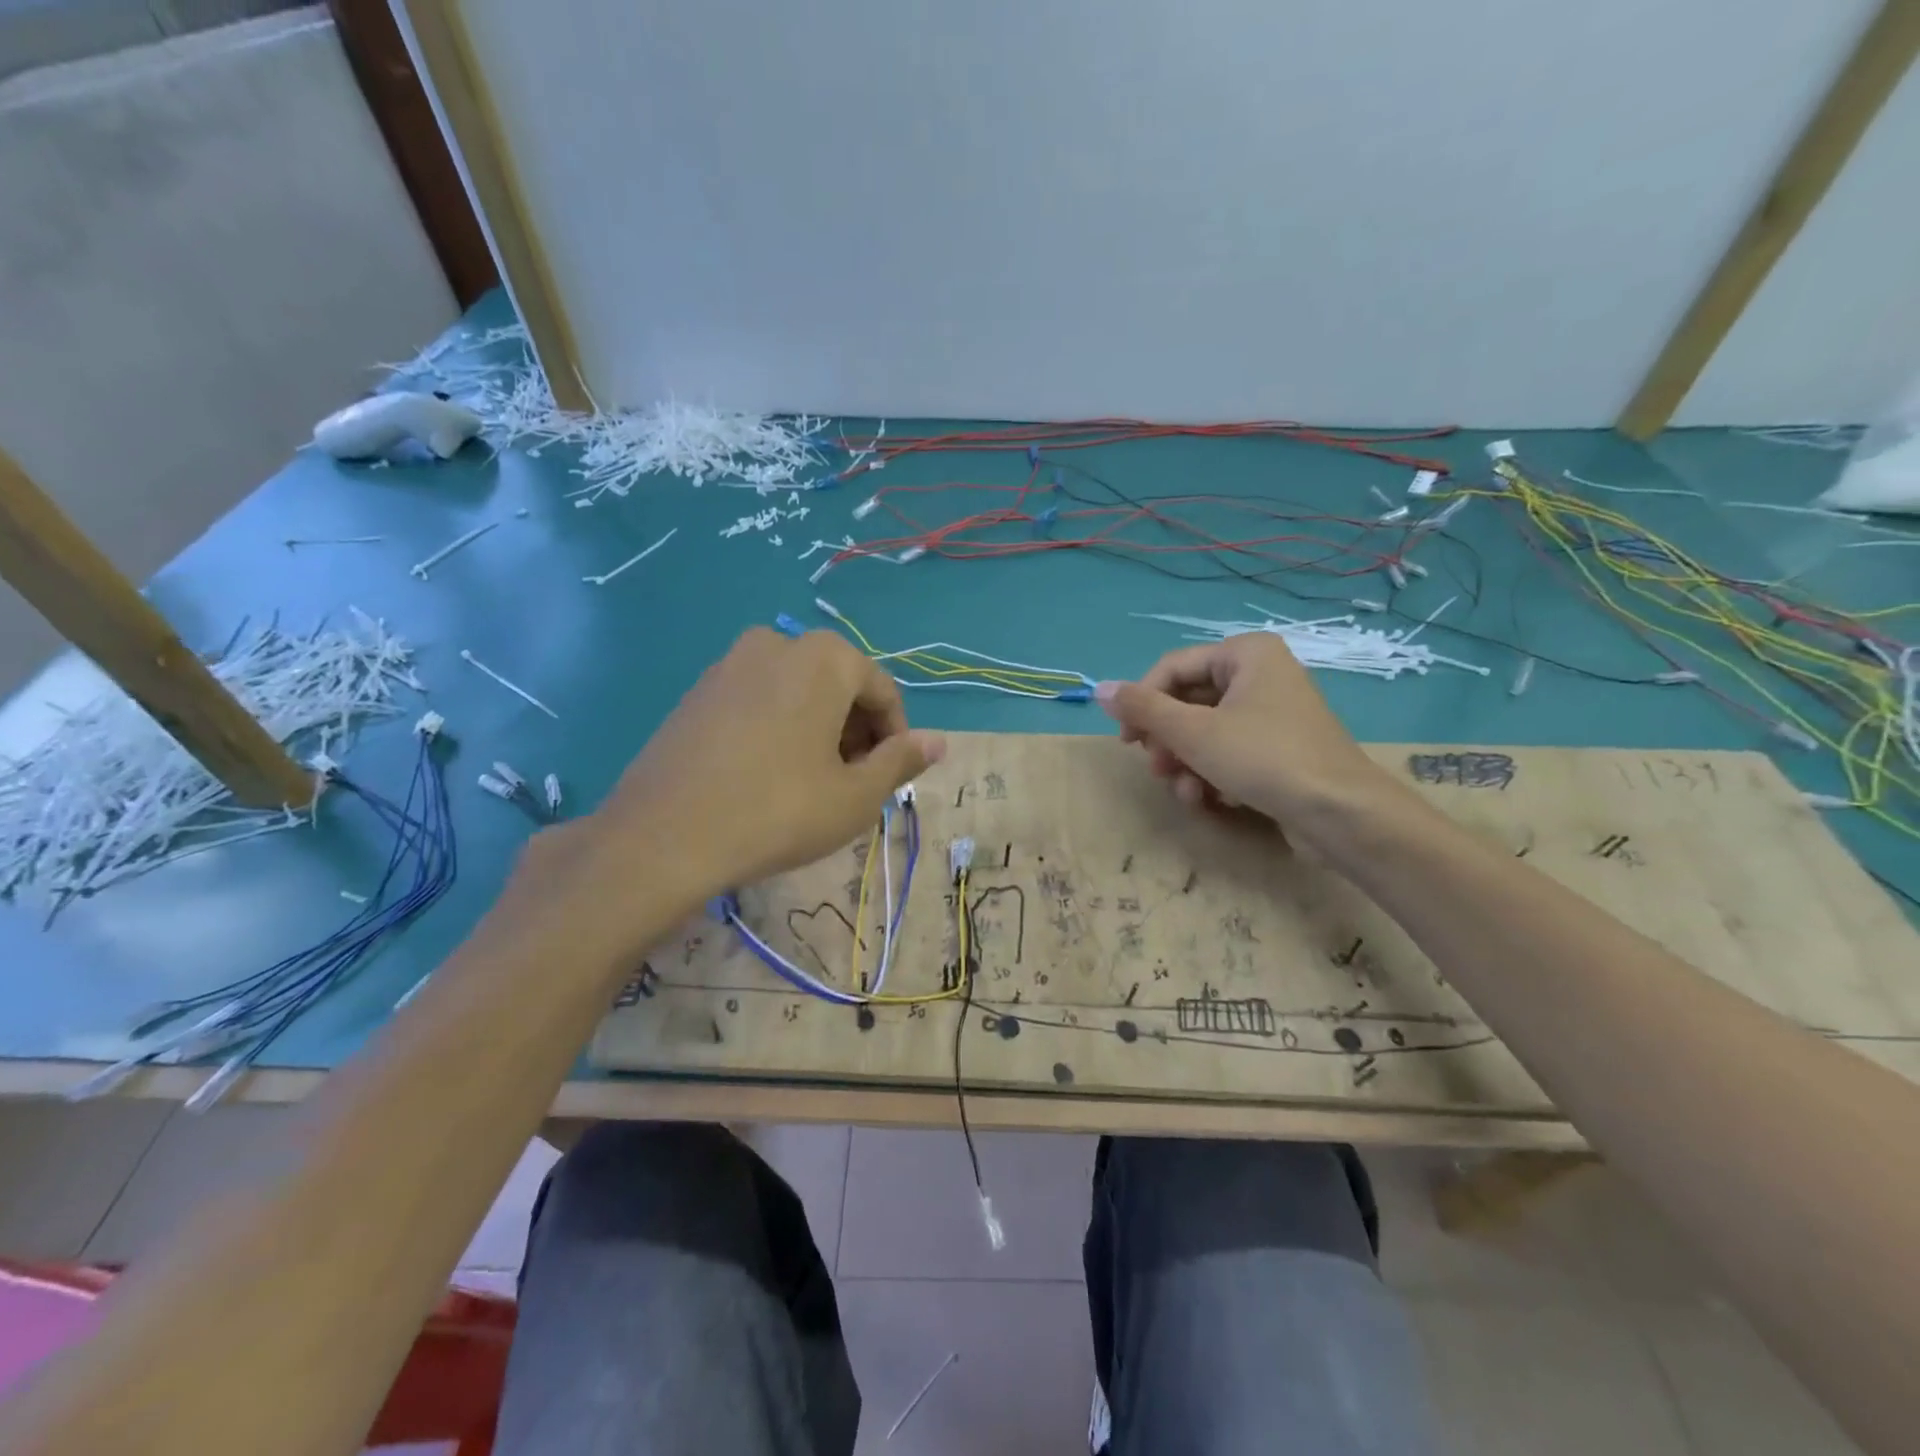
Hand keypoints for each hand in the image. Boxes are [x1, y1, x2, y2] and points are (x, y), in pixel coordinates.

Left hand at [538, 629, 943, 921]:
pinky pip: (759, 701)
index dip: (895, 738)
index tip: (888, 779)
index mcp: (824, 657)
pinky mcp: (697, 691)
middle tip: (852, 784)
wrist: (664, 836)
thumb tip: (938, 742)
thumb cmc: (779, 811)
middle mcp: (778, 643)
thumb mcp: (855, 795)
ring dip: (818, 731)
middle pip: (839, 687)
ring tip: (812, 784)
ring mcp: (730, 664)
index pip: (882, 692)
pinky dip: (778, 729)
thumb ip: (901, 761)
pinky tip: (767, 776)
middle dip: (856, 732)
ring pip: (798, 693)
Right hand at [1095, 634, 1399, 840]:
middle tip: (1157, 769)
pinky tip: (1211, 799)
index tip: (1126, 741)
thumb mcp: (1192, 732)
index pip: (1172, 668)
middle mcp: (1261, 674)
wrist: (1340, 813)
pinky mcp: (1280, 747)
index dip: (1142, 703)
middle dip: (1168, 741)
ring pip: (1206, 731)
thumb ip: (1143, 709)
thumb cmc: (1263, 758)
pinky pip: (1230, 750)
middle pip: (1188, 702)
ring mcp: (1273, 712)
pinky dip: (1213, 773)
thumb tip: (1099, 689)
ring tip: (1185, 792)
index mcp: (1245, 653)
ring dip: (1186, 764)